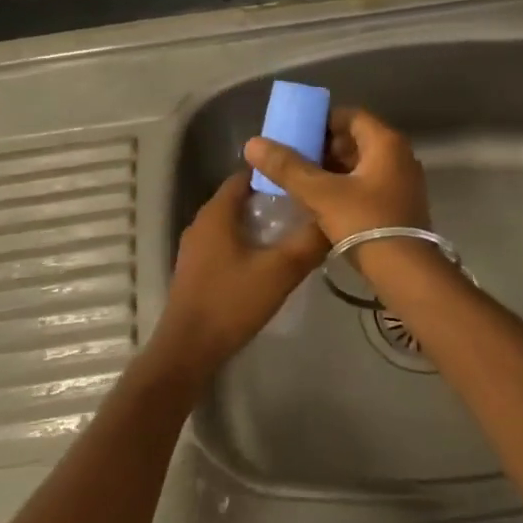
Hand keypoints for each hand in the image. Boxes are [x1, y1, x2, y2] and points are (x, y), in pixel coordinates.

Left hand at [150, 170, 327, 378]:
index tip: (305, 177)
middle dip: (273, 198)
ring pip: (235, 222)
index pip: (248, 174)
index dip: (277, 173)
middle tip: (307, 205)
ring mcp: (197, 246)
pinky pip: (227, 242)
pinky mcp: (197, 268)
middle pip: (242, 198)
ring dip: (262, 222)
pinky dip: (248, 241)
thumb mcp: (279, 272)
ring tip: (296, 230)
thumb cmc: (231, 302)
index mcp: (217, 212)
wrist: (188, 350)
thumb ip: (308, 242)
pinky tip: (271, 258)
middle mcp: (202, 221)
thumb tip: (334, 218)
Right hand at [242, 106, 429, 246]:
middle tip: (294, 159)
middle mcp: (400, 156)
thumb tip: (253, 143)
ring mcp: (403, 182)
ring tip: (302, 181)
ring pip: (361, 164)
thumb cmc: (365, 223)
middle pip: (356, 139)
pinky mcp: (400, 205)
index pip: (350, 115)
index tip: (296, 134)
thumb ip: (287, 167)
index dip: (322, 121)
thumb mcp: (320, 194)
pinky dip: (345, 186)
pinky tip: (322, 201)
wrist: (406, 274)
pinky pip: (368, 184)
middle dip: (324, 147)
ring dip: (333, 169)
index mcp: (386, 143)